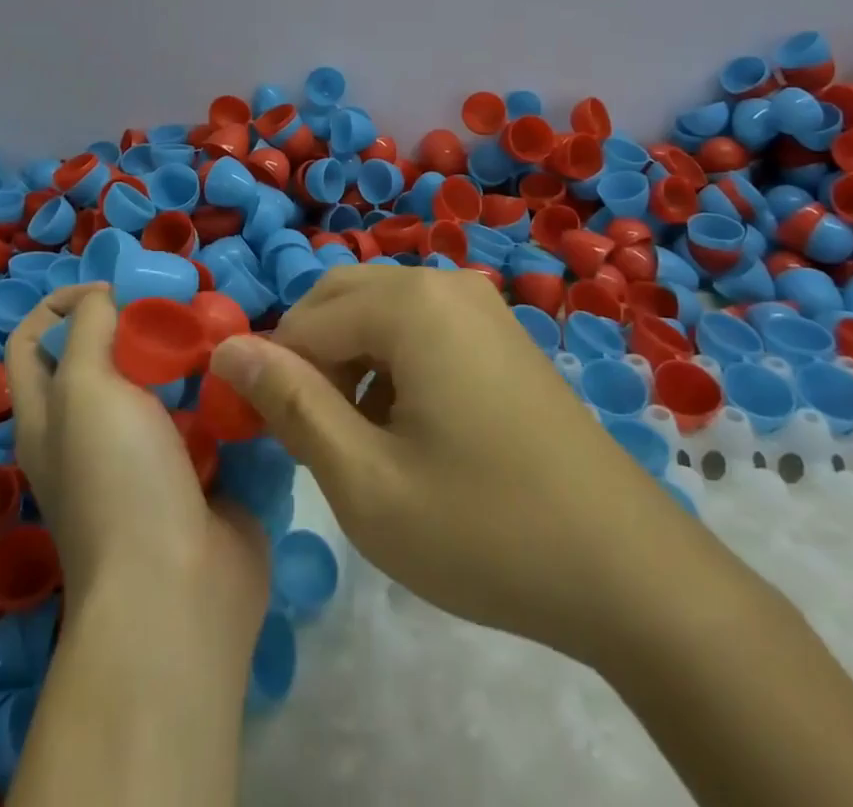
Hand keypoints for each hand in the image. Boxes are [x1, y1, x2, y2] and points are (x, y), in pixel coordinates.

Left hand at [6, 284, 268, 643]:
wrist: (177, 589)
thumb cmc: (117, 480)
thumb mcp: (84, 389)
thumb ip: (89, 329)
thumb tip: (106, 298)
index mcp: (50, 415)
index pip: (33, 340)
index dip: (61, 303)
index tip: (113, 291)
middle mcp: (93, 431)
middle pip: (107, 356)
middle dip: (142, 324)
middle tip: (182, 311)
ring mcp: (148, 455)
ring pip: (165, 383)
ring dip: (191, 356)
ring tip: (223, 337)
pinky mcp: (197, 472)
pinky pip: (208, 415)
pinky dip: (224, 393)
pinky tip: (249, 374)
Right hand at [207, 268, 690, 653]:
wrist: (626, 569)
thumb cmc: (484, 529)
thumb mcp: (366, 481)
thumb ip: (290, 404)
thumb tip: (226, 348)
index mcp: (410, 303)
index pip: (304, 322)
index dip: (272, 376)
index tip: (268, 439)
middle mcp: (443, 282)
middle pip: (340, 299)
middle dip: (310, 358)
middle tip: (311, 437)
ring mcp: (479, 304)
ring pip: (378, 312)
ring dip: (348, 362)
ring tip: (358, 442)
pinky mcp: (499, 332)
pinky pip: (419, 326)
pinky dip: (390, 363)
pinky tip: (407, 430)